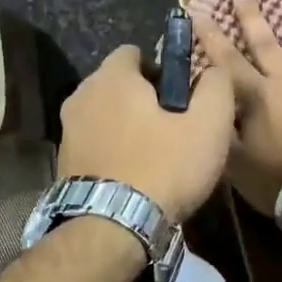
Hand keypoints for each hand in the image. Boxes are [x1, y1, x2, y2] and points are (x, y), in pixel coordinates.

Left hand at [56, 45, 234, 221]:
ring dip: (127, 126)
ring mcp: (67, 131)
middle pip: (118, 84)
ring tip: (155, 155)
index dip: (161, 68)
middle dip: (143, 98)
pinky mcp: (63, 163)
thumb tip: (214, 70)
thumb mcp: (209, 125)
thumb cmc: (164, 167)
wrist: (112, 230)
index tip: (181, 95)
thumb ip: (217, 86)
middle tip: (173, 127)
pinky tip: (134, 175)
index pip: (134, 52)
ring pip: (105, 115)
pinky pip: (95, 143)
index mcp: (112, 78)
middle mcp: (81, 96)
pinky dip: (112, 150)